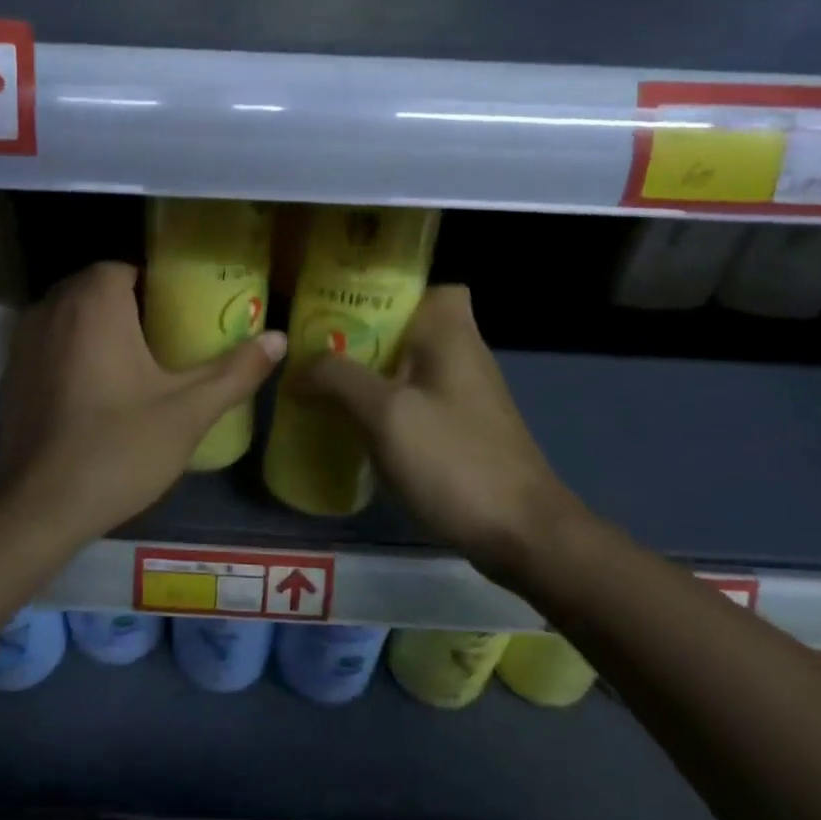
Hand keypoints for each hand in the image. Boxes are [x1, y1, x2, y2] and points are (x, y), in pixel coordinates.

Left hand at [0, 262, 286, 539]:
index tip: (180, 318)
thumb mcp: (188, 412)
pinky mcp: (8, 375)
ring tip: (133, 368)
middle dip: (128, 308)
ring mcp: (21, 342)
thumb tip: (279, 338)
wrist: (37, 509)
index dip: (155, 288)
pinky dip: (70, 355)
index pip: (125, 269)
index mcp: (93, 303)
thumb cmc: (118, 449)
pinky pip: (47, 346)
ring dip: (96, 330)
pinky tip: (93, 395)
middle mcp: (50, 308)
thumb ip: (235, 371)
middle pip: (95, 290)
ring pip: (68, 317)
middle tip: (165, 344)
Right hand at [297, 285, 583, 561]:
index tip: (343, 306)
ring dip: (367, 374)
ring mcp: (464, 396)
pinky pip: (413, 402)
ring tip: (320, 385)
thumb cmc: (453, 460)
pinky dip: (383, 407)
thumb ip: (338, 379)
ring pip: (406, 367)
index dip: (387, 290)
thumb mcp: (385, 414)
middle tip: (314, 349)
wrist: (521, 534)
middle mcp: (462, 355)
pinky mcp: (460, 430)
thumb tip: (299, 368)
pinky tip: (352, 427)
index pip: (427, 285)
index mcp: (451, 335)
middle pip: (407, 327)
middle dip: (360, 336)